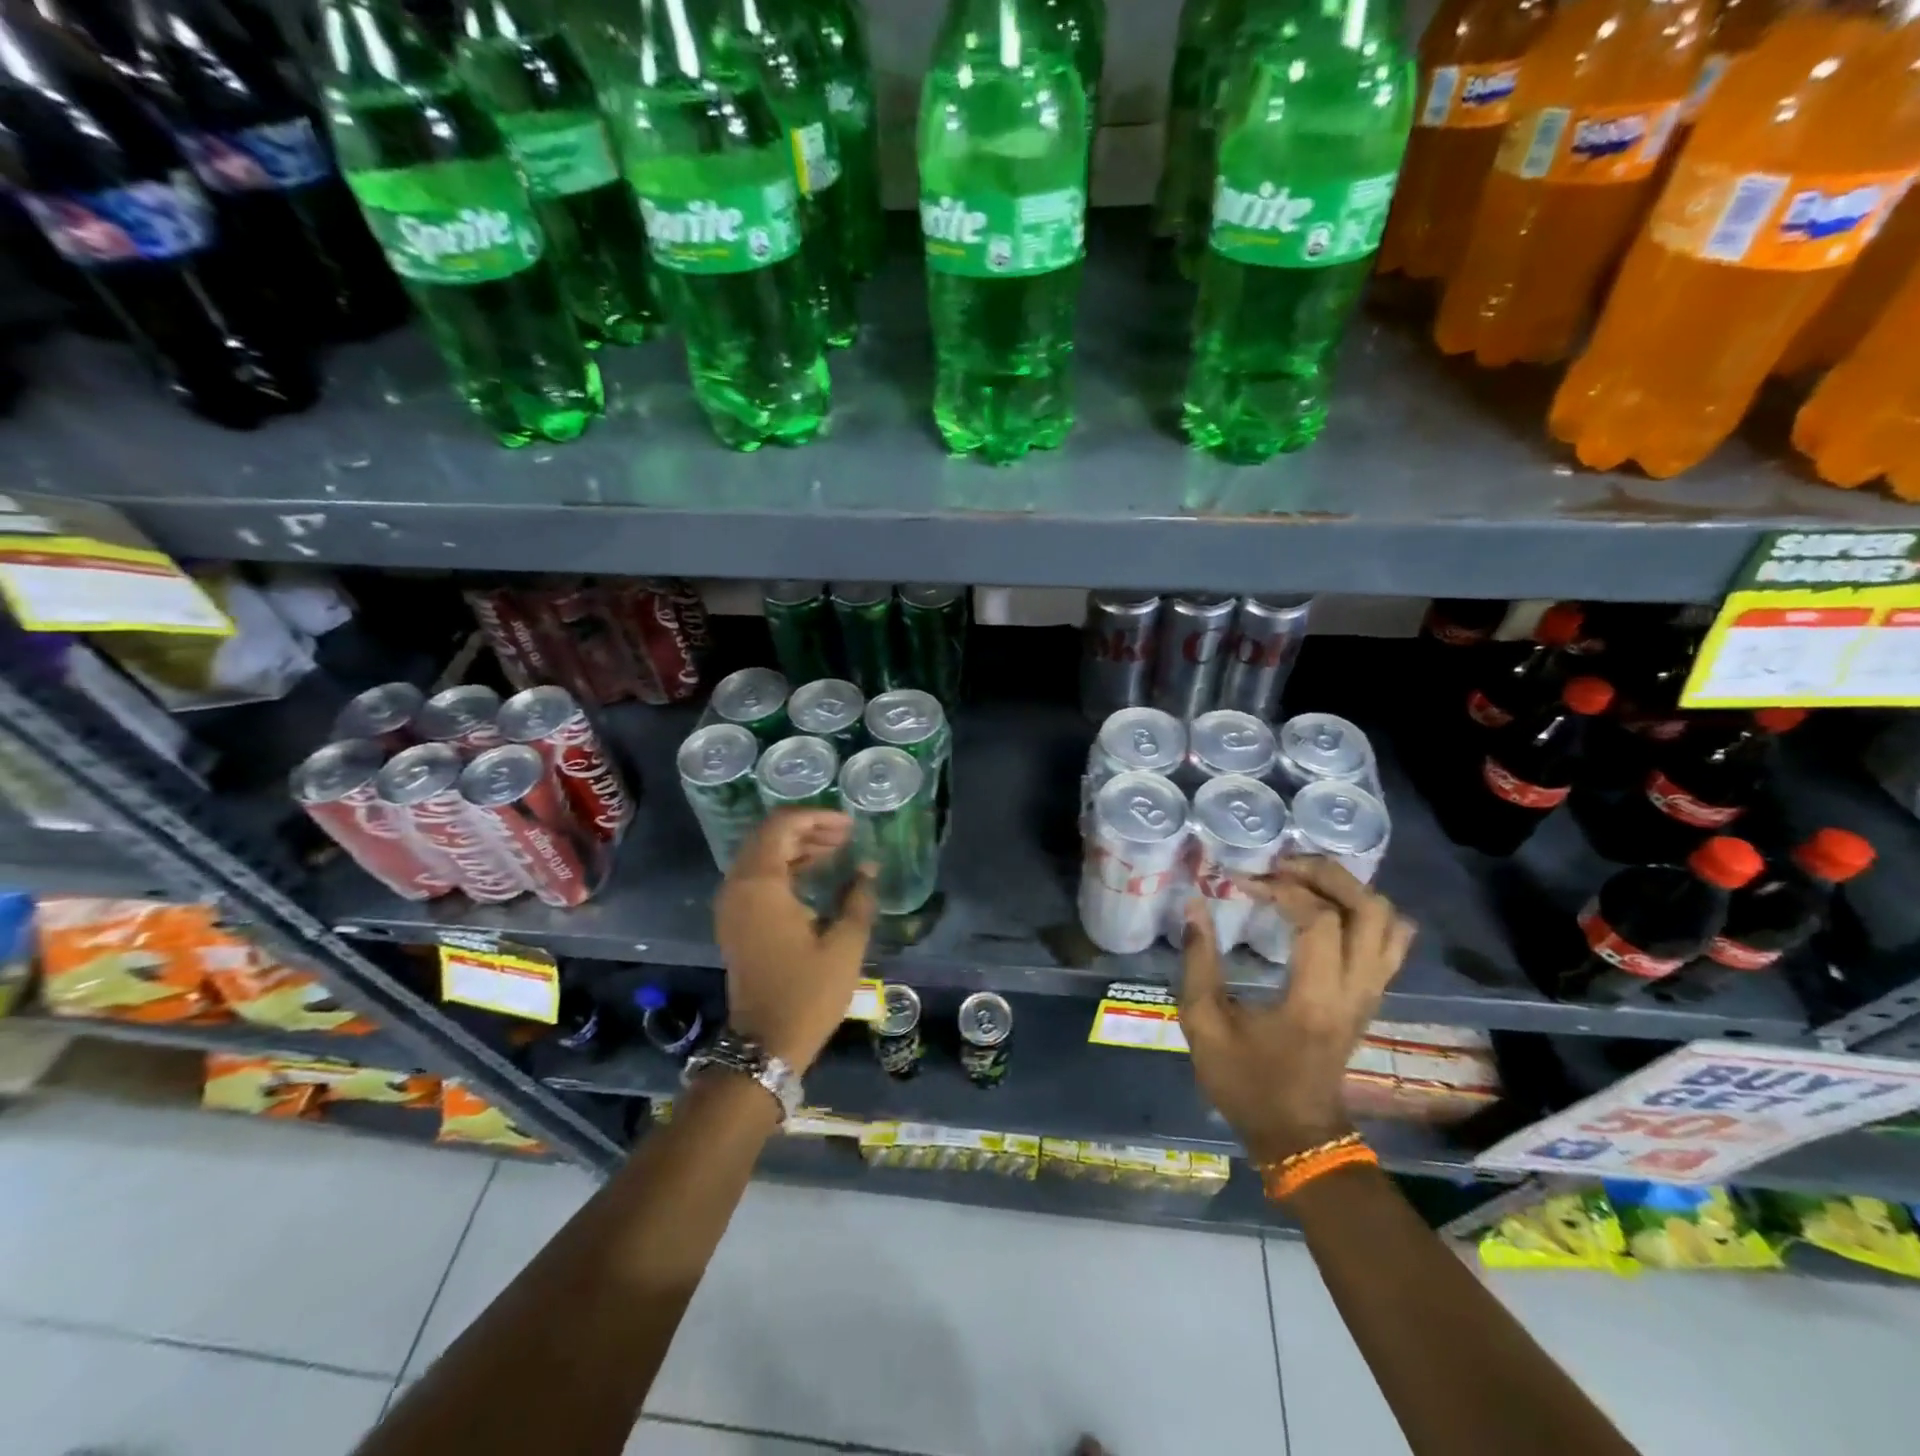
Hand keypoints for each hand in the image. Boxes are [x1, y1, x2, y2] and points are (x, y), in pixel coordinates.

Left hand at [714, 809, 875, 1071]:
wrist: (765, 1044)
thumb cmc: (807, 993)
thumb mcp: (844, 944)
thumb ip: (857, 898)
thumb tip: (867, 868)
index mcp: (760, 885)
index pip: (782, 826)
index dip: (817, 817)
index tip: (850, 824)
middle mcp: (738, 887)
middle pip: (768, 836)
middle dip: (808, 828)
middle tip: (846, 835)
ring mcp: (732, 905)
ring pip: (761, 855)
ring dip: (797, 846)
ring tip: (837, 849)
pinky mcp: (735, 921)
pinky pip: (757, 876)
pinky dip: (785, 866)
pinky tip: (816, 873)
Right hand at [1177, 857, 1415, 1164]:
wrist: (1297, 1136)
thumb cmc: (1245, 1083)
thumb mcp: (1203, 1024)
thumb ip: (1198, 961)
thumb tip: (1194, 905)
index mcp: (1315, 999)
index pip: (1319, 920)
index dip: (1281, 890)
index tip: (1242, 883)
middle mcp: (1356, 990)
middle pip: (1368, 909)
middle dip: (1325, 874)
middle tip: (1281, 866)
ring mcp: (1372, 993)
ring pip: (1388, 921)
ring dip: (1348, 889)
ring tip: (1302, 880)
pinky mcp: (1372, 996)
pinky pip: (1390, 941)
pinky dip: (1363, 911)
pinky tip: (1325, 908)